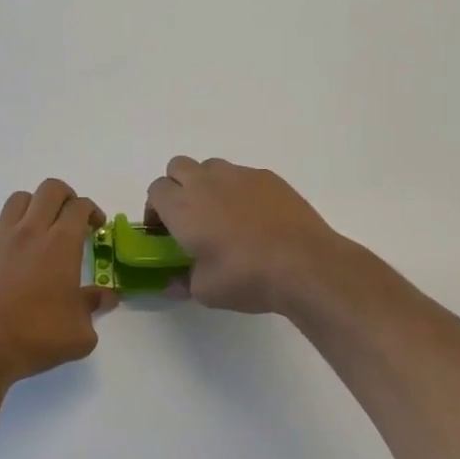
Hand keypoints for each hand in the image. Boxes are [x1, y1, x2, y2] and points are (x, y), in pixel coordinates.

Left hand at [0, 179, 117, 386]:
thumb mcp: (79, 333)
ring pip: (18, 199)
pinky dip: (4, 228)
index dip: (92, 211)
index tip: (96, 227)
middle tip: (71, 218)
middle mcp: (30, 231)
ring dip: (34, 206)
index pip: (80, 207)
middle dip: (66, 197)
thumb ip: (94, 306)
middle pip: (50, 189)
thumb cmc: (35, 339)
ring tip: (38, 228)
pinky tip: (8, 249)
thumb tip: (107, 296)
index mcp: (60, 244)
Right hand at [146, 157, 346, 315]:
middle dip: (177, 186)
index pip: (156, 190)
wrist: (304, 263)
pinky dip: (240, 189)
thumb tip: (172, 282)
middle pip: (177, 167)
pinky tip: (255, 216)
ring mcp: (239, 175)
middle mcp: (206, 182)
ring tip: (223, 213)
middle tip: (189, 216)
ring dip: (208, 184)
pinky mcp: (268, 177)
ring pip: (211, 167)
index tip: (163, 230)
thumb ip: (183, 282)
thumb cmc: (246, 277)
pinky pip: (243, 175)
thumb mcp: (205, 291)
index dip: (155, 208)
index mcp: (183, 206)